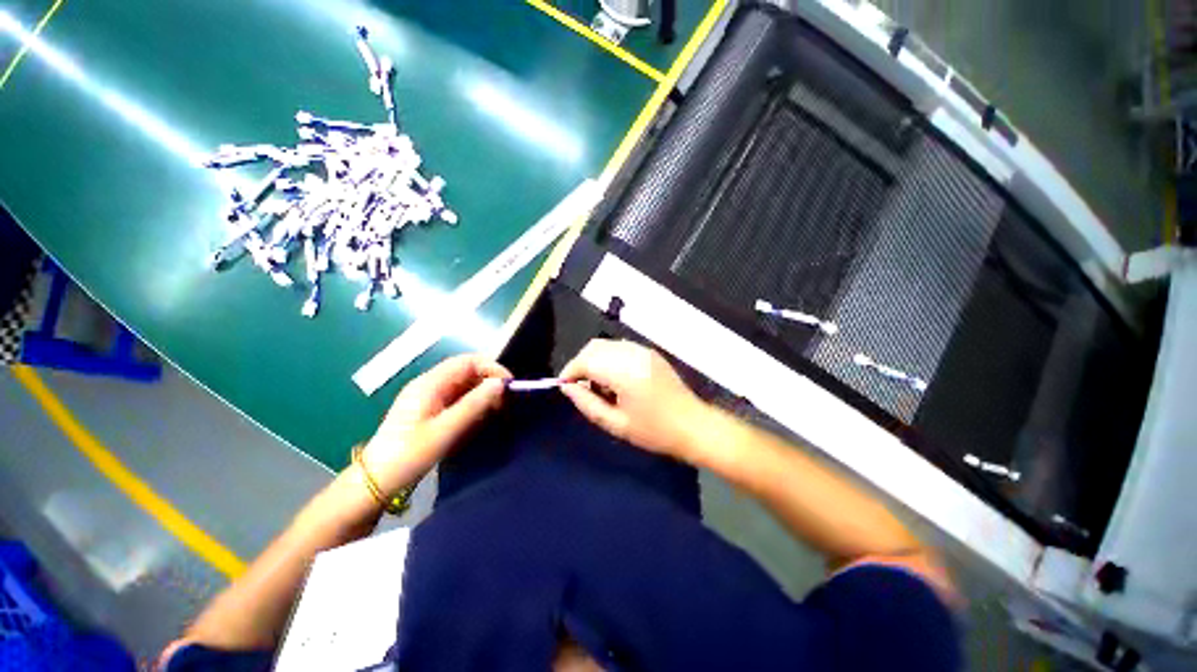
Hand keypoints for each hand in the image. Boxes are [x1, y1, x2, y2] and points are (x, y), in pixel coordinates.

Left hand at [362, 354, 509, 494]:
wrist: (375, 481)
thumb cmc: (409, 454)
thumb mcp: (445, 430)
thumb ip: (474, 404)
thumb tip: (500, 384)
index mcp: (430, 383)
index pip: (468, 361)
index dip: (492, 368)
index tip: (508, 386)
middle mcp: (430, 384)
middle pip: (467, 371)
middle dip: (489, 382)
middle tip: (505, 402)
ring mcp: (429, 396)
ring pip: (464, 384)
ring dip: (482, 393)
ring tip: (496, 411)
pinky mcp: (429, 409)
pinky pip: (458, 397)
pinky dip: (473, 403)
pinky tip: (479, 418)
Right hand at [560, 339, 706, 458]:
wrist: (693, 425)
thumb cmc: (654, 431)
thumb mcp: (615, 424)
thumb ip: (587, 403)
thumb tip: (567, 388)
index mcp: (624, 371)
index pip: (586, 360)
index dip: (570, 371)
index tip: (564, 386)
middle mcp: (632, 353)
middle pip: (594, 347)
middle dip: (580, 364)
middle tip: (580, 388)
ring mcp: (643, 350)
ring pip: (606, 345)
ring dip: (594, 360)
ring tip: (599, 386)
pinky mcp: (649, 352)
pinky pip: (619, 348)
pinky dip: (609, 358)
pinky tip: (615, 379)